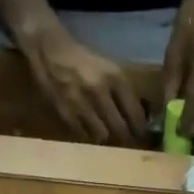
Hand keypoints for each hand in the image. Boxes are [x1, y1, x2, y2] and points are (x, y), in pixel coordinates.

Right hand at [21, 25, 147, 144]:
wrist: (49, 50)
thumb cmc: (83, 59)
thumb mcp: (109, 68)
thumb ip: (123, 91)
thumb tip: (141, 115)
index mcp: (115, 77)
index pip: (135, 112)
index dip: (141, 129)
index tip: (144, 136)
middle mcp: (100, 91)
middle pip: (120, 129)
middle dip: (127, 138)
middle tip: (130, 142)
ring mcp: (81, 104)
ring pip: (102, 136)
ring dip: (108, 139)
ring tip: (110, 138)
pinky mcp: (66, 113)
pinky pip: (84, 135)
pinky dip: (90, 136)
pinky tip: (91, 132)